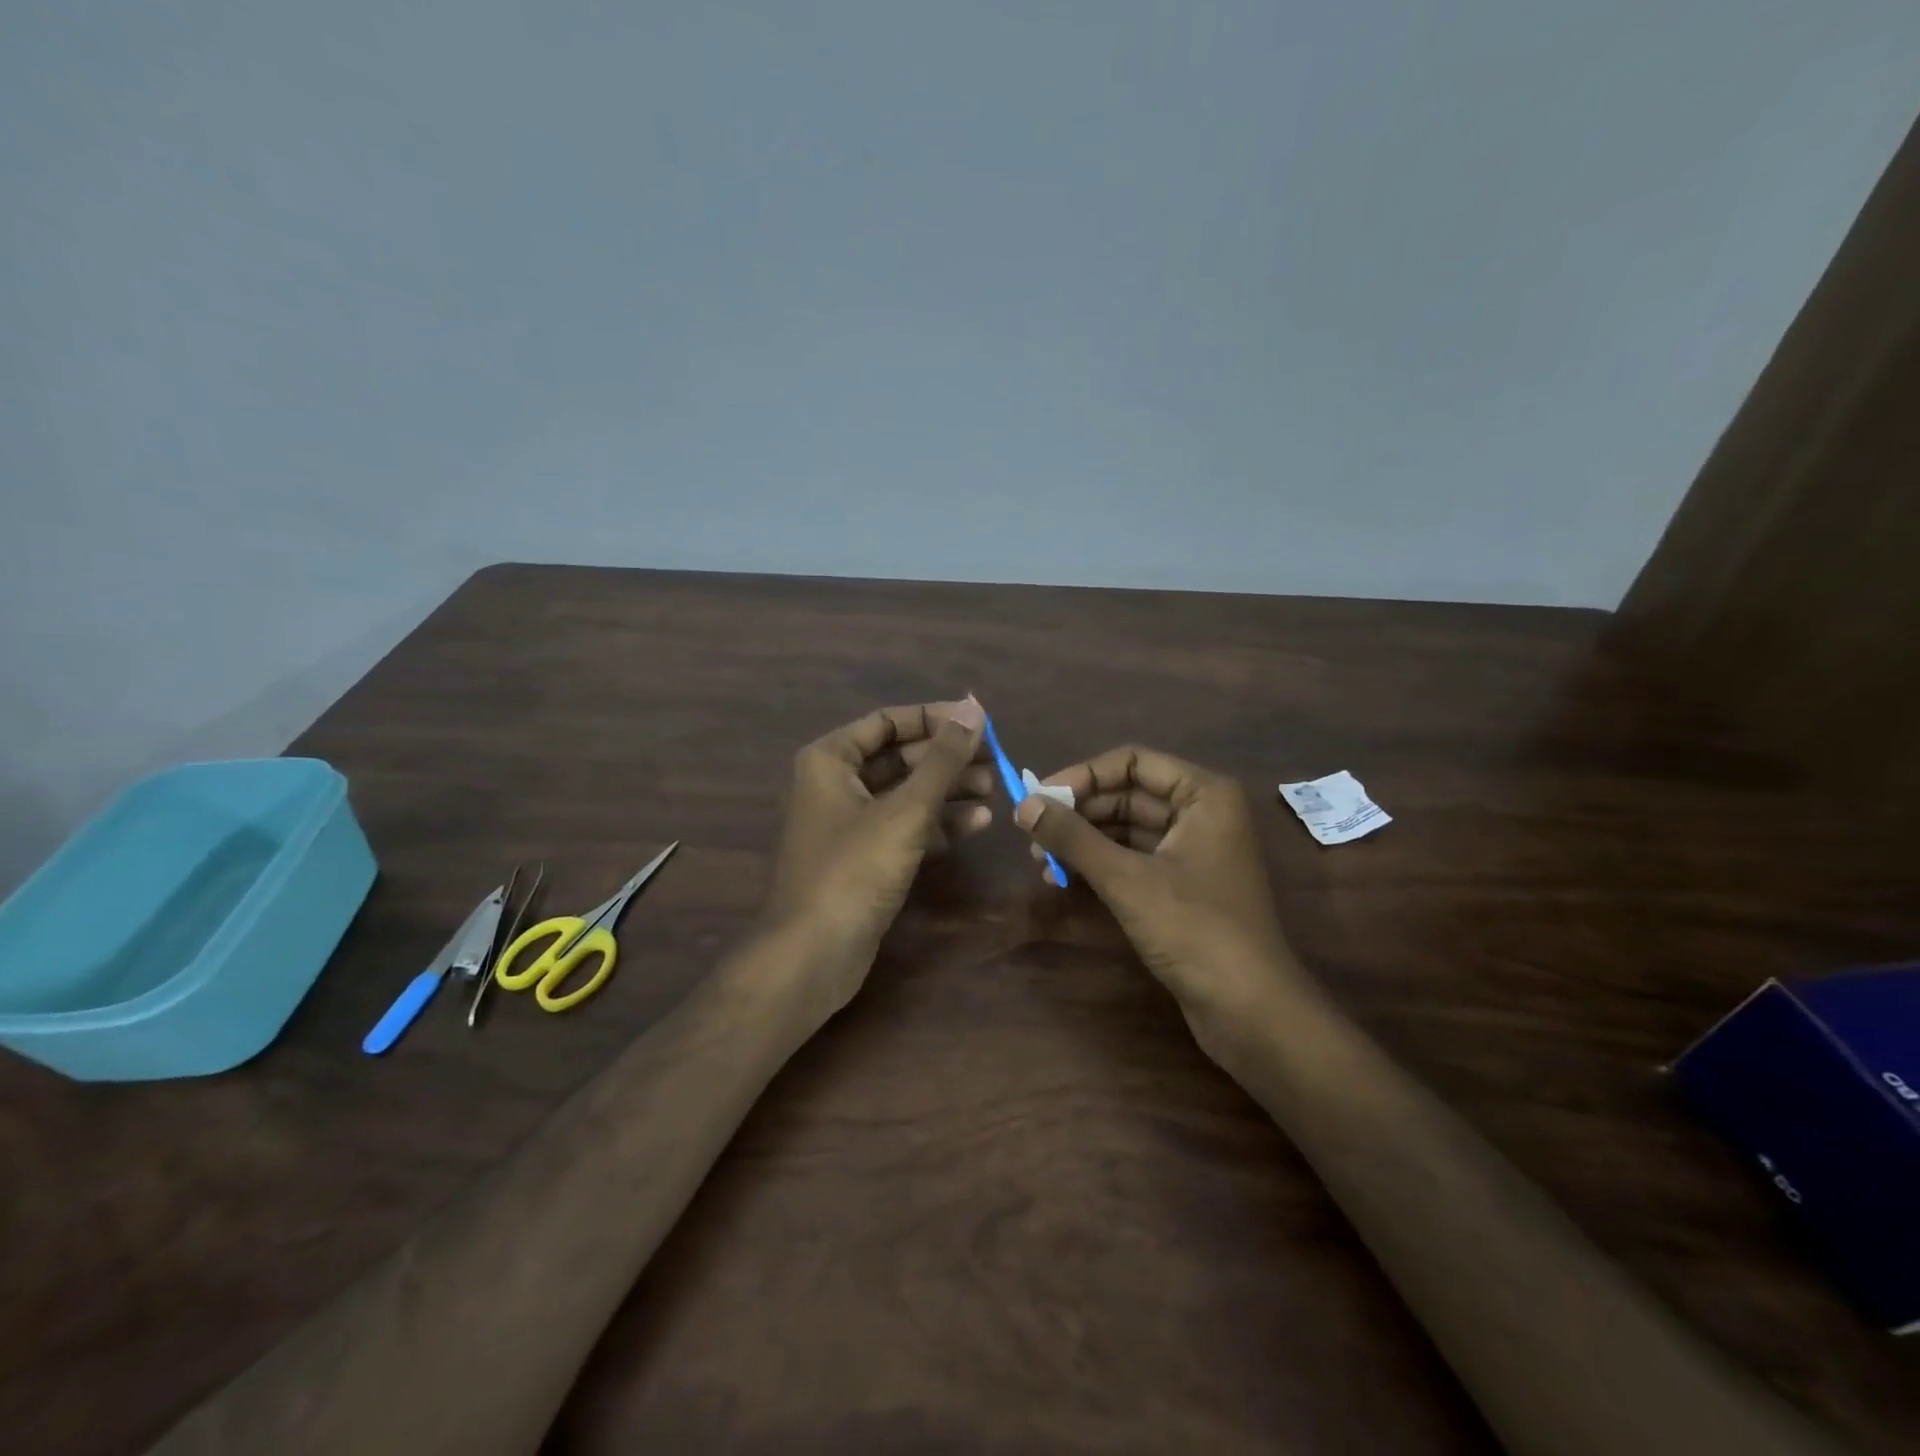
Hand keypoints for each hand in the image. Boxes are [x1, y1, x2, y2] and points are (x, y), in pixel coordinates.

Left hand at [760, 697, 992, 1016]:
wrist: (813, 953)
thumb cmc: (854, 869)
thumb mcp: (905, 810)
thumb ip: (943, 759)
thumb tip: (975, 708)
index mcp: (830, 760)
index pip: (888, 721)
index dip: (935, 718)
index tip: (979, 722)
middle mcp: (835, 784)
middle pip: (900, 758)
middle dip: (947, 758)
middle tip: (995, 760)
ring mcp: (849, 824)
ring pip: (906, 794)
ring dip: (949, 790)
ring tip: (994, 789)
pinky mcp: (864, 858)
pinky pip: (905, 827)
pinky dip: (938, 823)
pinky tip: (977, 823)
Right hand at [1013, 745, 1313, 1039]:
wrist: (1249, 1009)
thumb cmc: (1194, 929)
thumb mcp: (1126, 879)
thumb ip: (1073, 837)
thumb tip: (1022, 805)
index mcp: (1204, 794)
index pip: (1132, 762)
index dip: (1082, 775)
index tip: (1039, 797)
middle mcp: (1202, 813)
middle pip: (1128, 793)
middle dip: (1079, 812)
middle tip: (1031, 832)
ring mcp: (1194, 850)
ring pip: (1127, 828)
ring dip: (1083, 840)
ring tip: (1039, 859)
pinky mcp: (1183, 885)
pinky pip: (1134, 858)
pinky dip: (1099, 864)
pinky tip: (1062, 878)